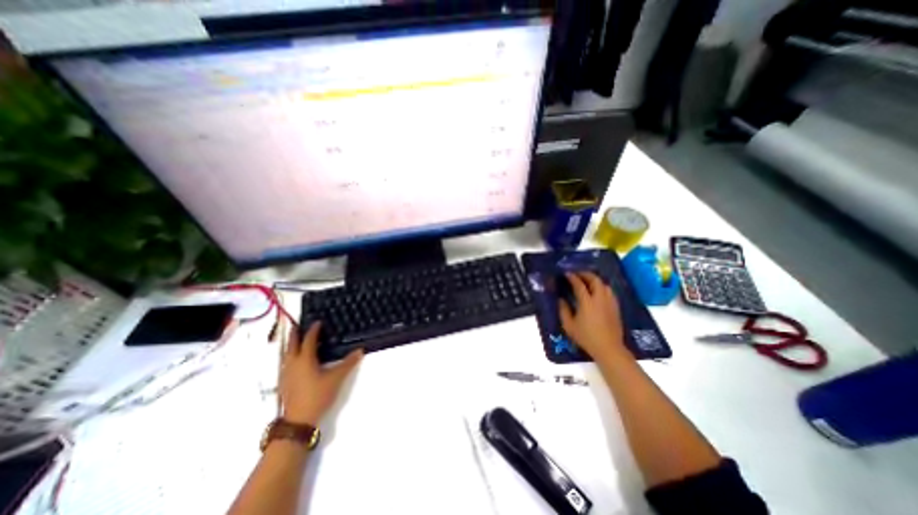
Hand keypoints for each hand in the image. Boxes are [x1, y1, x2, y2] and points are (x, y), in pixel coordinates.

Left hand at [271, 318, 362, 426]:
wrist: (298, 420)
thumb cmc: (318, 395)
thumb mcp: (336, 378)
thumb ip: (348, 363)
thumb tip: (360, 350)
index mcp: (305, 359)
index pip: (309, 340)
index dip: (313, 330)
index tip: (317, 322)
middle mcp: (293, 364)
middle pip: (292, 345)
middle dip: (295, 334)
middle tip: (297, 325)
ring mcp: (286, 374)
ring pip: (286, 354)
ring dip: (290, 345)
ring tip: (295, 340)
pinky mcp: (284, 383)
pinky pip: (286, 363)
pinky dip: (290, 356)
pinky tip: (294, 361)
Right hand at [555, 274, 628, 362]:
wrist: (608, 348)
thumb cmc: (586, 337)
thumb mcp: (569, 325)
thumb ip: (563, 310)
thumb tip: (561, 299)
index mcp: (587, 302)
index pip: (579, 284)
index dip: (572, 277)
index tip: (566, 274)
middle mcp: (600, 299)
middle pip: (595, 280)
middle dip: (585, 274)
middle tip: (577, 274)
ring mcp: (610, 302)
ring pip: (604, 284)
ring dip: (595, 280)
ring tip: (587, 281)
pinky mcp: (616, 307)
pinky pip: (609, 291)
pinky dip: (602, 287)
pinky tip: (597, 292)